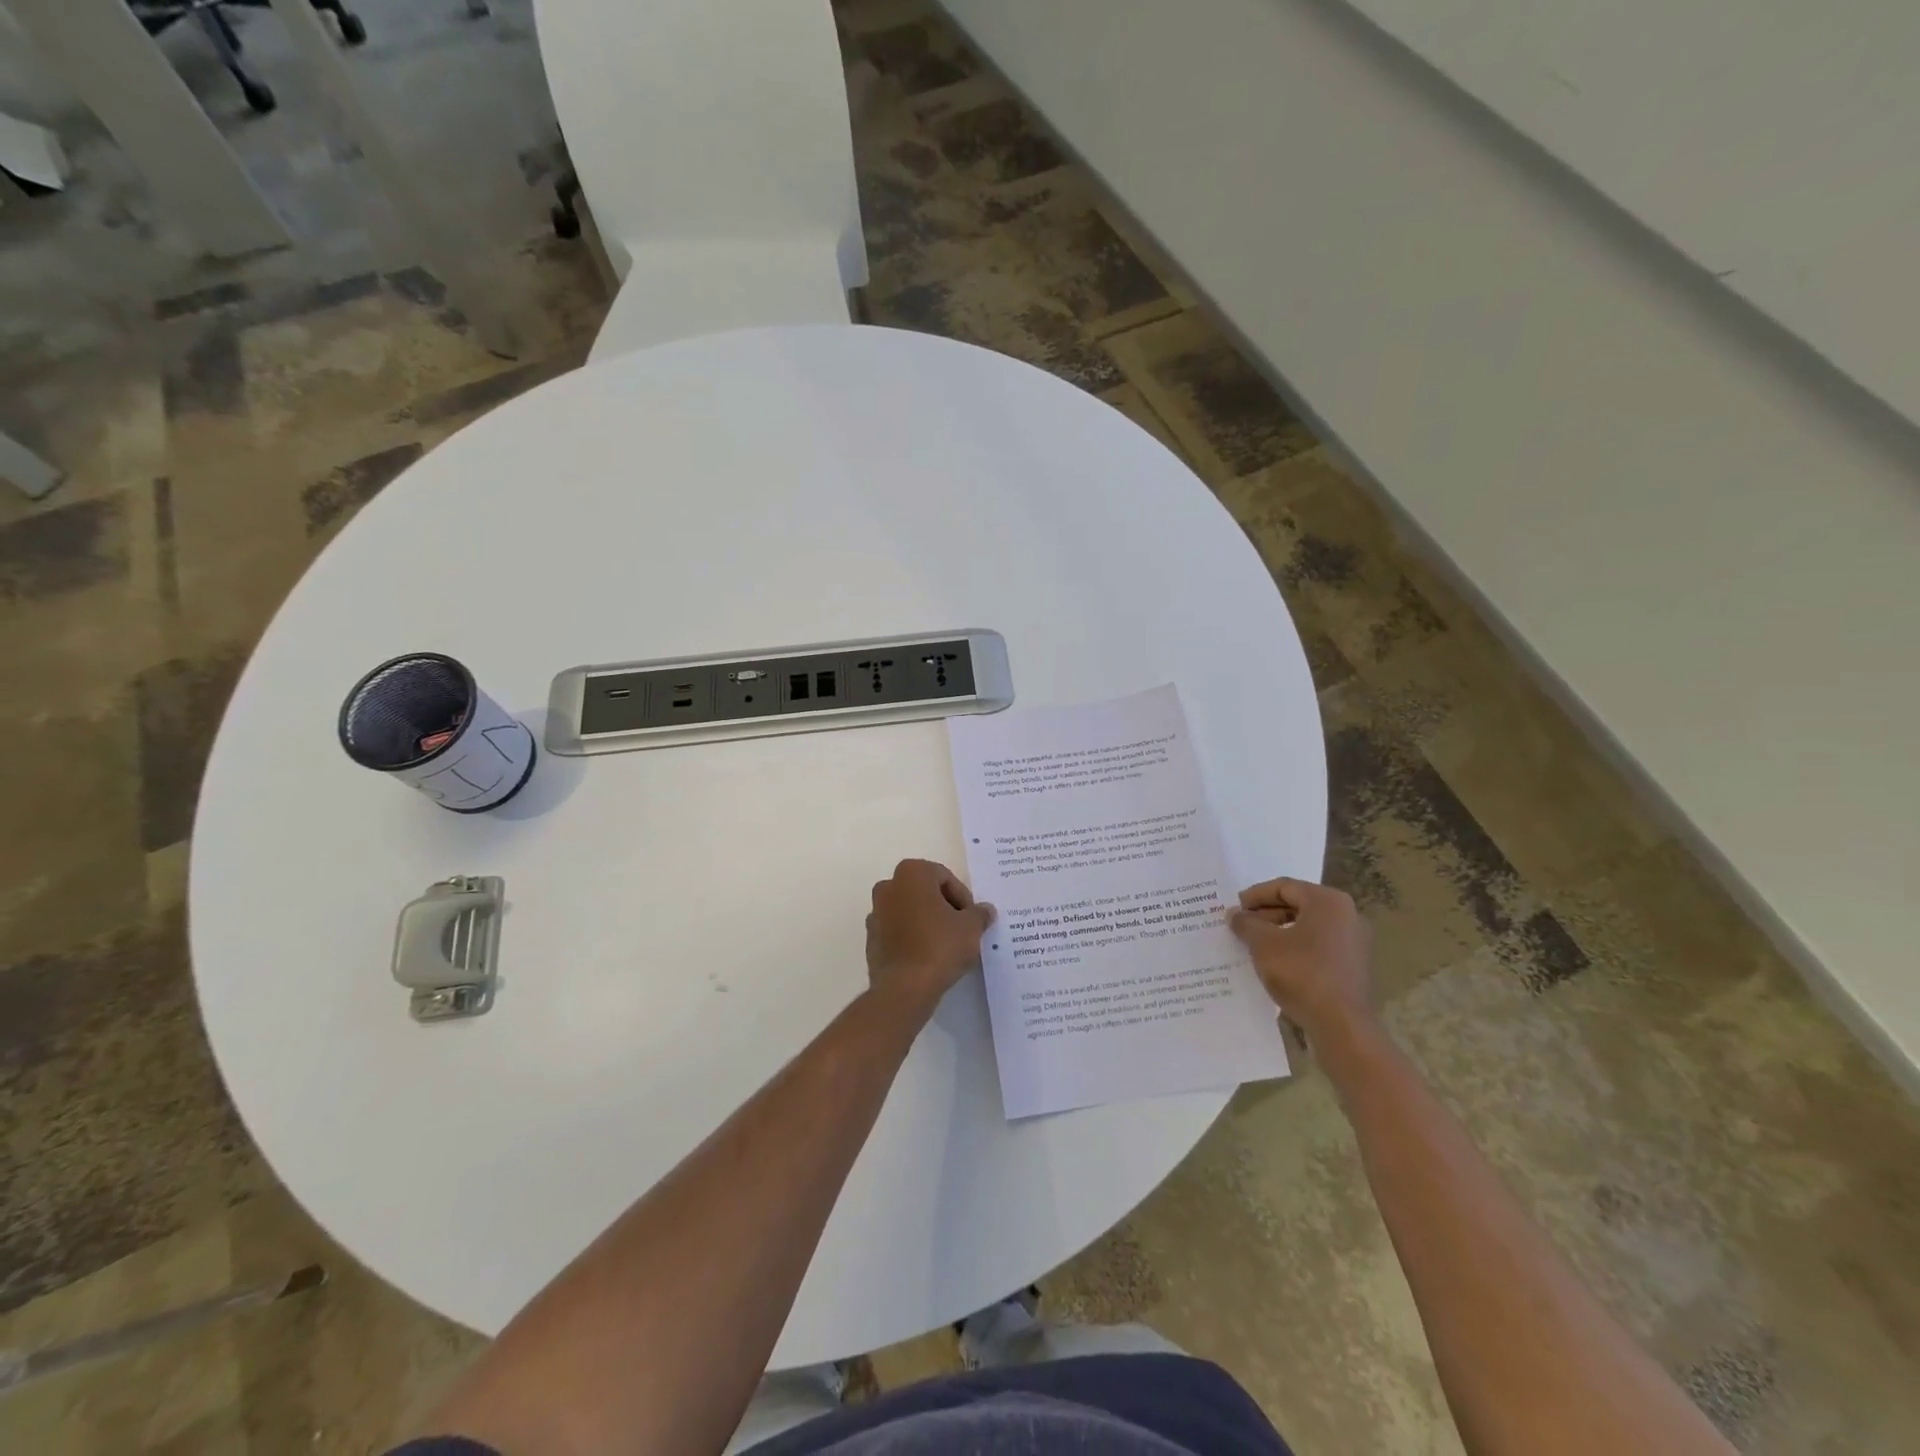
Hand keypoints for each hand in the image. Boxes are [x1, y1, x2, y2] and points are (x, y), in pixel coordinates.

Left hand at [865, 859, 995, 1017]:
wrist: (904, 988)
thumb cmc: (940, 946)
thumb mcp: (971, 927)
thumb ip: (979, 913)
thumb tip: (985, 910)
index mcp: (911, 873)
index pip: (945, 877)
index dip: (963, 898)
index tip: (971, 919)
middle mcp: (888, 886)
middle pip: (925, 892)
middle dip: (944, 907)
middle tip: (962, 929)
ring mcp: (875, 913)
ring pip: (910, 911)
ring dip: (928, 922)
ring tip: (946, 945)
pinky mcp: (871, 939)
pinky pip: (898, 931)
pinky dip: (912, 938)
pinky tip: (928, 957)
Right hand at [1229, 878, 1374, 1042]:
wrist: (1341, 1025)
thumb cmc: (1301, 973)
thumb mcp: (1263, 944)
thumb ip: (1246, 923)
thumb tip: (1235, 914)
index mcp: (1327, 901)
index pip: (1284, 887)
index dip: (1255, 896)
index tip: (1234, 908)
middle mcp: (1346, 915)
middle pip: (1297, 904)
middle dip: (1266, 914)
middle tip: (1241, 926)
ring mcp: (1354, 941)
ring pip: (1307, 926)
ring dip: (1278, 932)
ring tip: (1253, 945)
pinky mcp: (1353, 965)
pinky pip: (1318, 946)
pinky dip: (1295, 948)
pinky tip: (1275, 963)